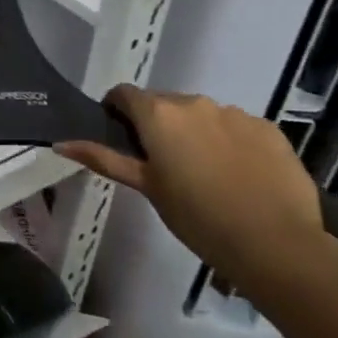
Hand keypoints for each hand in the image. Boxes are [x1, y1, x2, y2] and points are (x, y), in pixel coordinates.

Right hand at [55, 84, 327, 291]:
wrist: (276, 244)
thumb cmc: (197, 217)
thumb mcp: (146, 188)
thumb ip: (104, 159)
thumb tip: (60, 143)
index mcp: (158, 114)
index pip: (123, 94)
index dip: (117, 111)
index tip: (122, 138)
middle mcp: (194, 102)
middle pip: (164, 103)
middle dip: (158, 125)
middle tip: (162, 163)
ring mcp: (235, 113)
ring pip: (202, 115)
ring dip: (195, 132)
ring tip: (205, 172)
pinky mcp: (269, 129)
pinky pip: (237, 126)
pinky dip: (230, 141)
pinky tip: (238, 175)